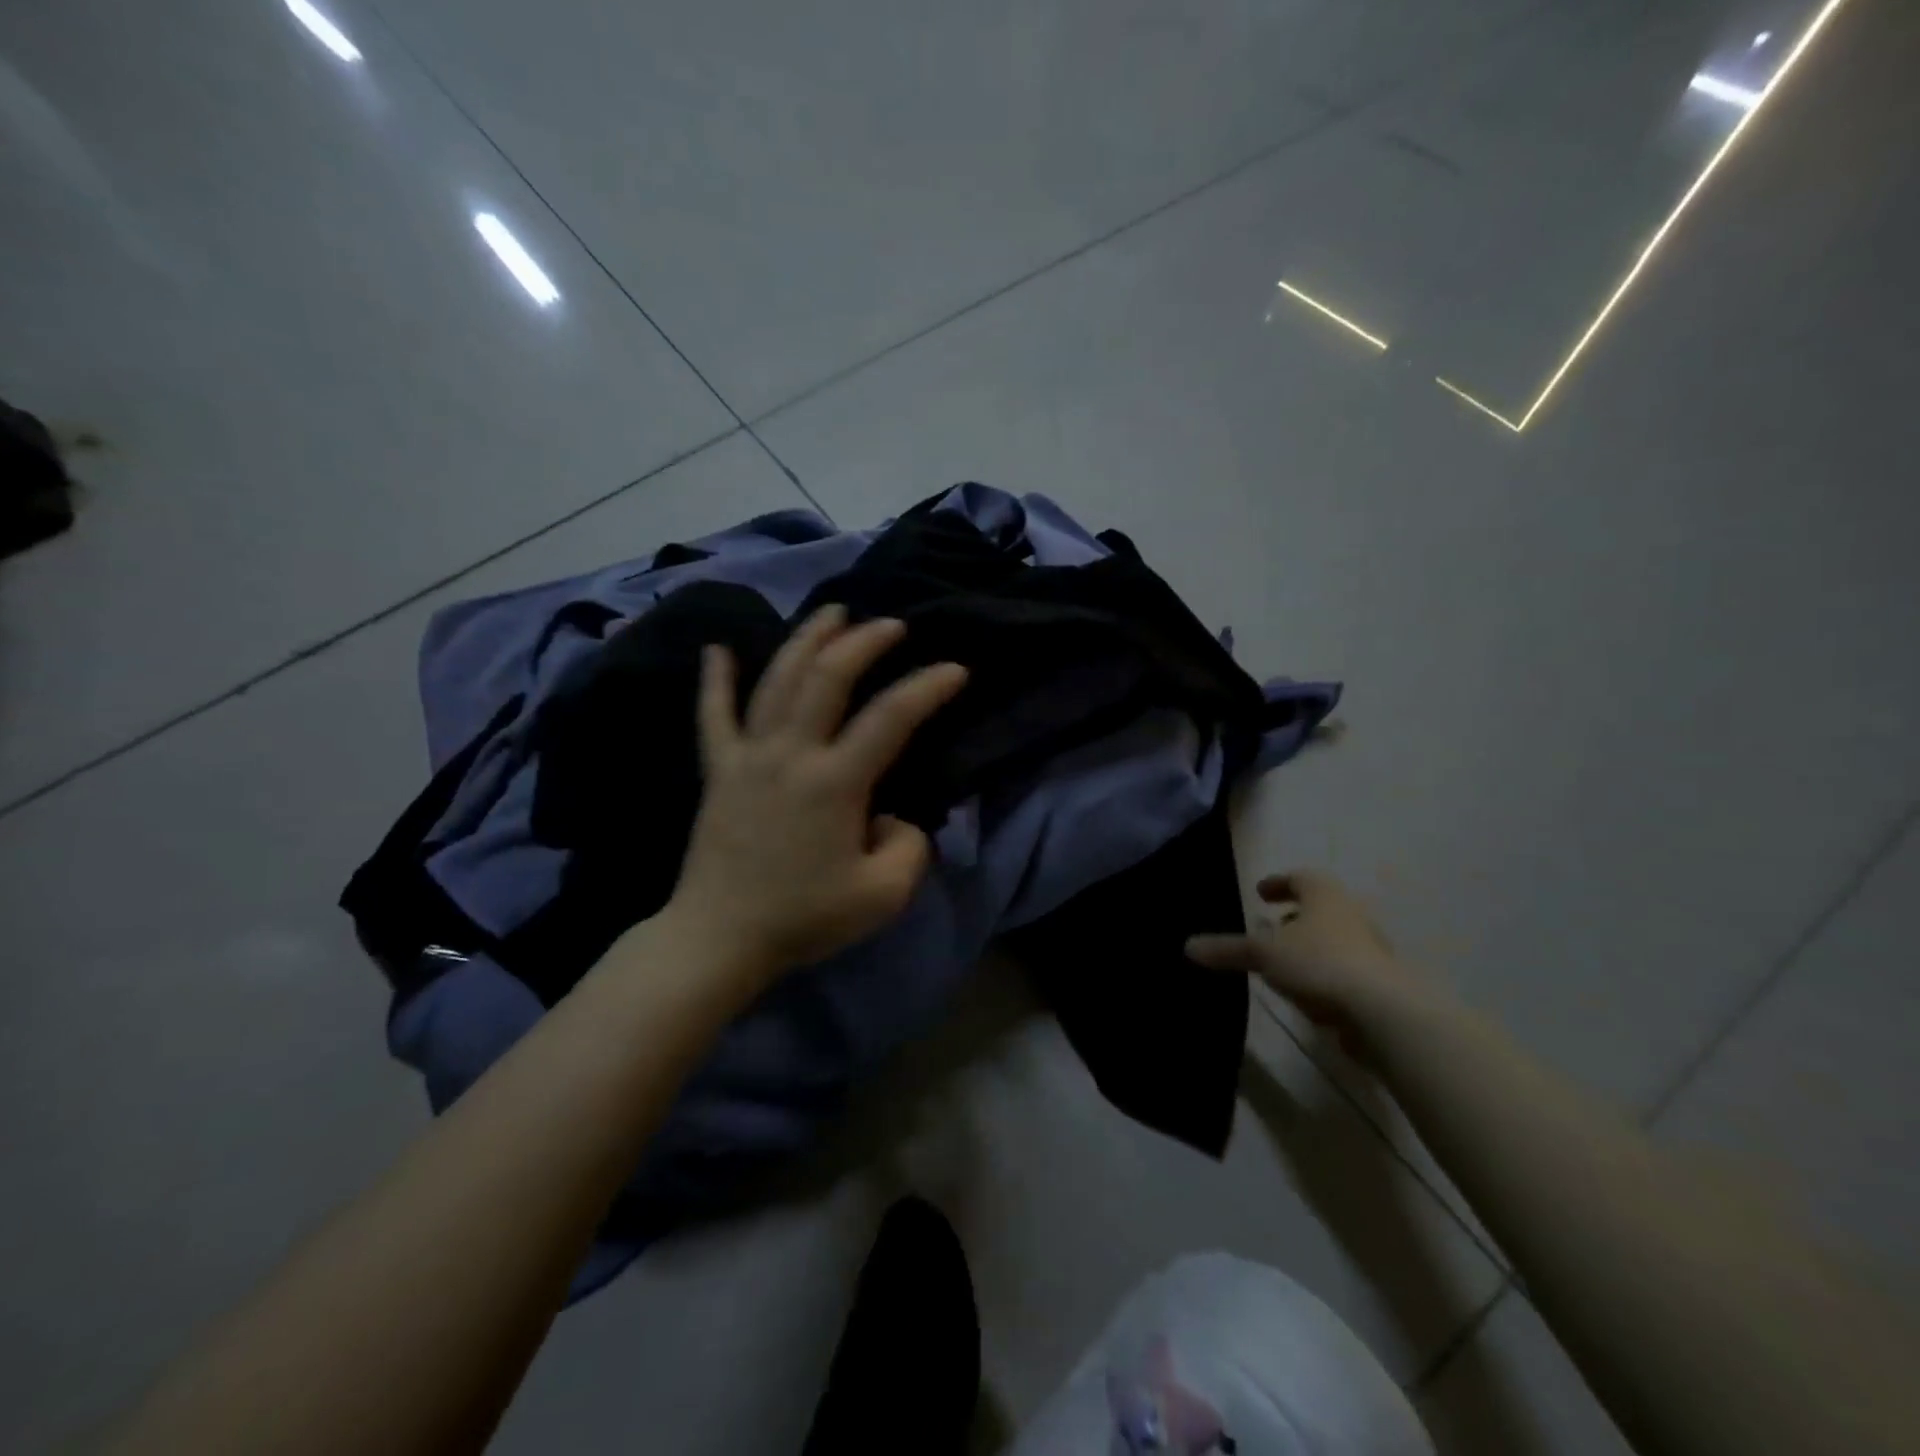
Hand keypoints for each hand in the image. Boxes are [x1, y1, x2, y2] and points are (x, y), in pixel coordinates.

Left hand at [665, 605, 967, 985]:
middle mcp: (790, 753)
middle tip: (891, 625)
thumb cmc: (804, 917)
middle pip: (828, 676)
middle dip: (864, 642)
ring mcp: (748, 756)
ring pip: (777, 679)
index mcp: (834, 782)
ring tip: (831, 613)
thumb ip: (909, 847)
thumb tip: (892, 815)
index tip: (955, 670)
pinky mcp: (718, 770)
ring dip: (806, 639)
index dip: (927, 687)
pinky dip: (714, 679)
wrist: (720, 937)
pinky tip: (715, 647)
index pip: (891, 717)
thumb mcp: (883, 896)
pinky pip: (713, 715)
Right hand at [1186, 871, 1420, 1040]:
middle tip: (1269, 927)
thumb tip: (1188, 947)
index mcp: (1324, 896)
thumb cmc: (1319, 964)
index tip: (1260, 893)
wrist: (1384, 1012)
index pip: (1300, 877)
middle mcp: (1351, 915)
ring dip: (1309, 947)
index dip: (1278, 883)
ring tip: (1283, 964)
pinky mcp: (1379, 984)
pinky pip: (1344, 970)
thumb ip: (1227, 950)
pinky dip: (1324, 974)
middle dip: (1294, 917)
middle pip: (1320, 908)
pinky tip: (1308, 994)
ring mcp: (1371, 950)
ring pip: (1333, 939)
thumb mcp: (1263, 954)